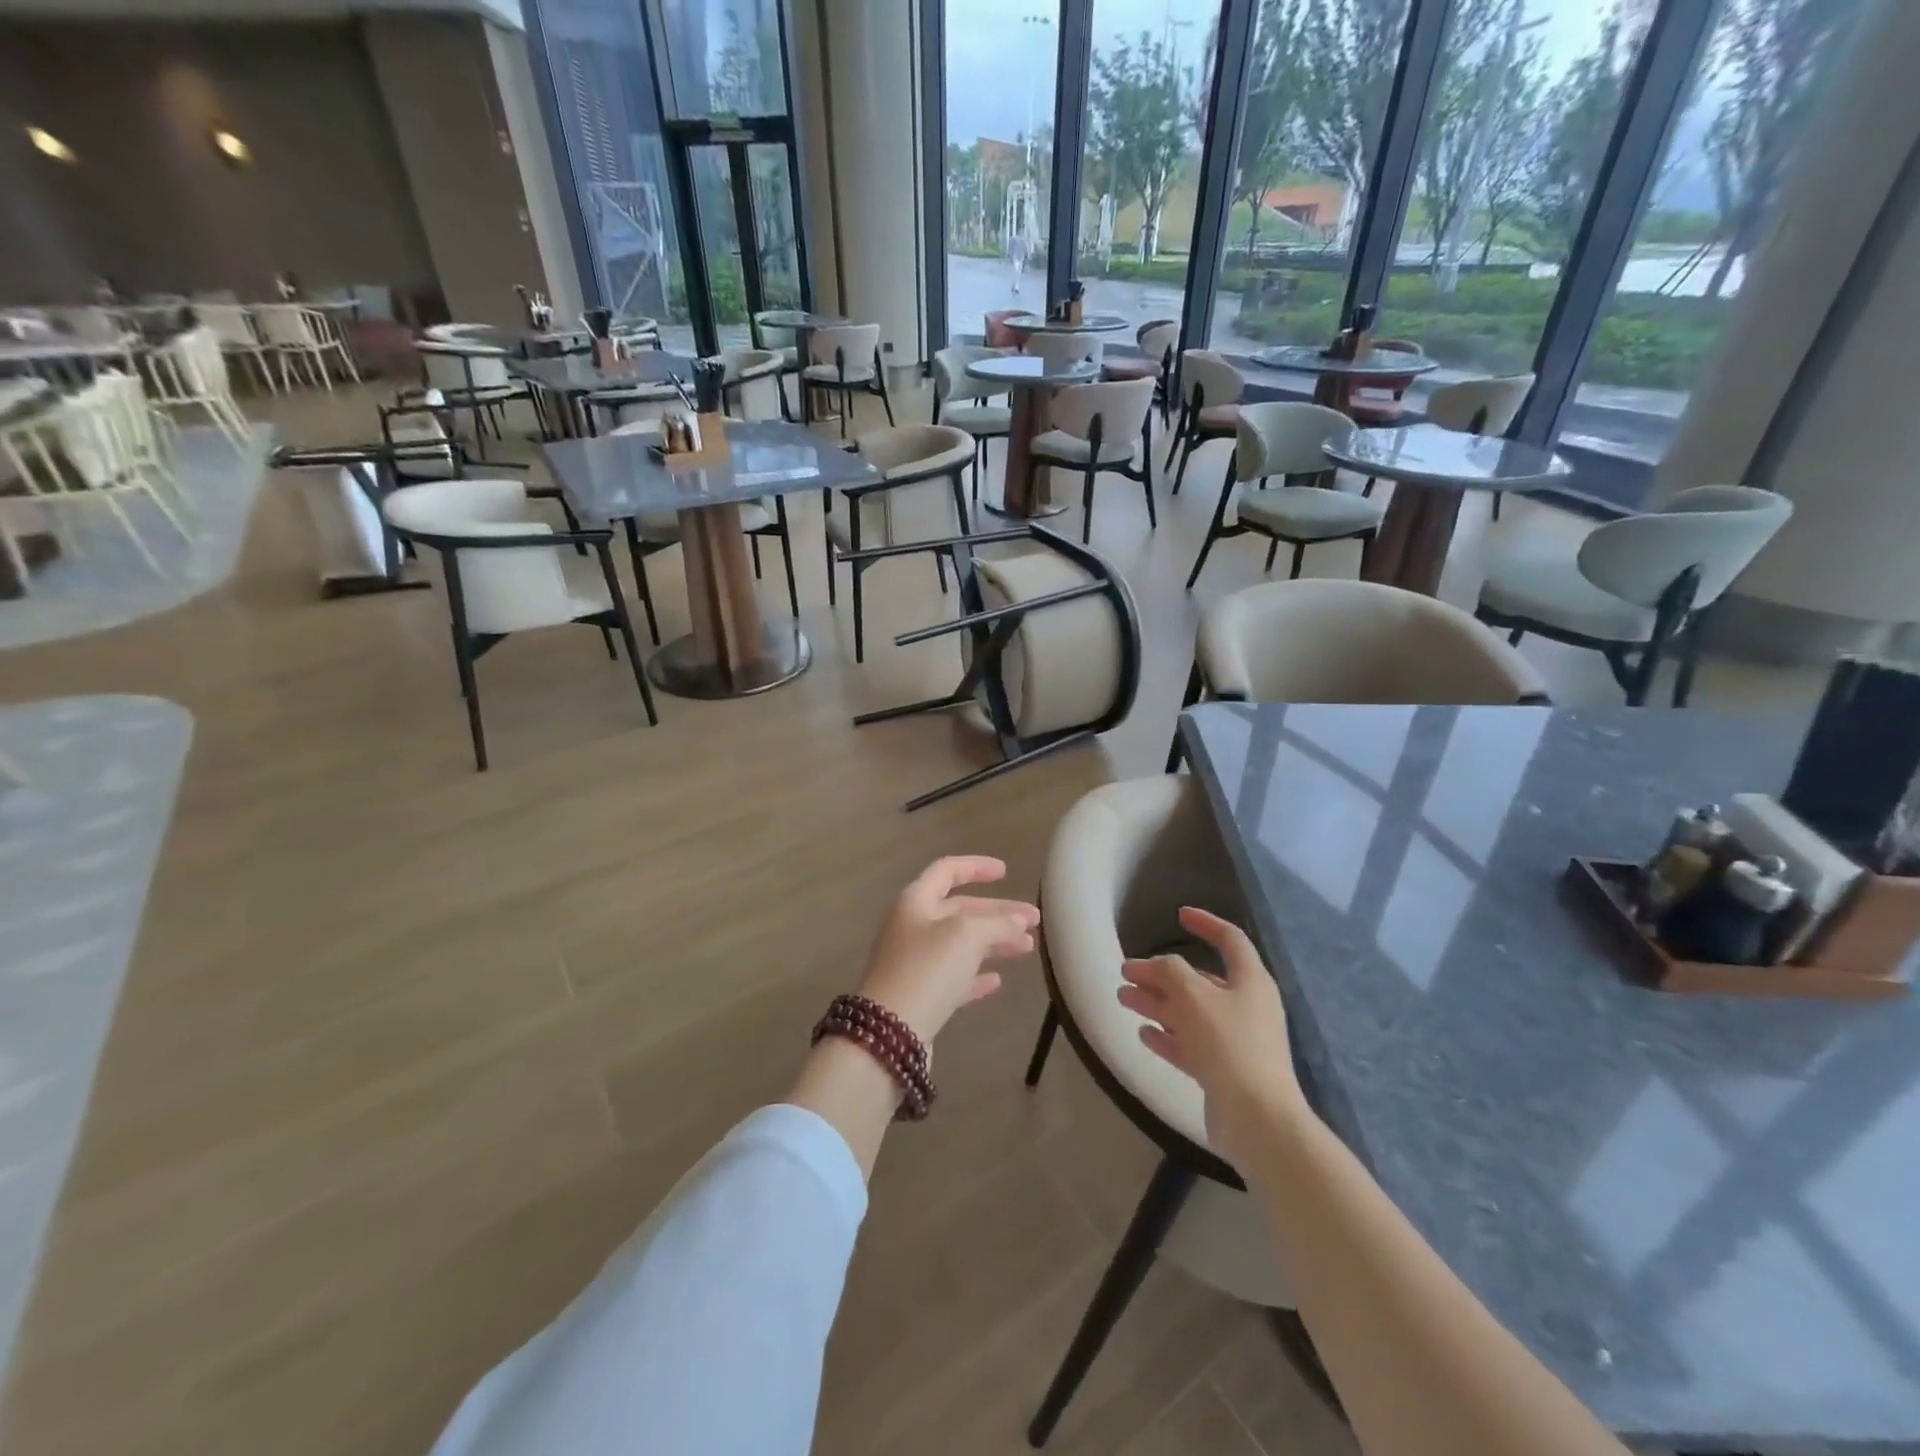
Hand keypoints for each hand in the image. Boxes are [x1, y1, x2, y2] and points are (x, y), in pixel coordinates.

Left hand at [857, 857, 1039, 1046]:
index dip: (976, 867)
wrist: (889, 1034)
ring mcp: (915, 962)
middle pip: (960, 910)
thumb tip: (1018, 921)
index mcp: (916, 901)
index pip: (947, 870)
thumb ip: (997, 923)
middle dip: (998, 913)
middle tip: (1034, 920)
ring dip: (994, 942)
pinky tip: (997, 981)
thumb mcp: (966, 935)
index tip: (1006, 872)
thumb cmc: (927, 969)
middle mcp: (913, 927)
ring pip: (961, 944)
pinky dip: (976, 975)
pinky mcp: (921, 995)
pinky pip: (954, 977)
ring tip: (1028, 948)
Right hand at [1117, 907, 1308, 1169]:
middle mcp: (1246, 1007)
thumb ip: (1169, 971)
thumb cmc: (1228, 1043)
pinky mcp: (1223, 1072)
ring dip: (1156, 1003)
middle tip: (1127, 972)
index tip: (1179, 915)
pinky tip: (1143, 1033)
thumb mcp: (1192, 995)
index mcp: (1250, 981)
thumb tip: (1153, 966)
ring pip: (1190, 1013)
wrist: (1256, 1118)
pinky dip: (1167, 1036)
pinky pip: (1190, 1045)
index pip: (1230, 940)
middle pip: (1200, 980)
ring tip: (1123, 999)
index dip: (1206, 924)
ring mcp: (1236, 1042)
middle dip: (1162, 973)